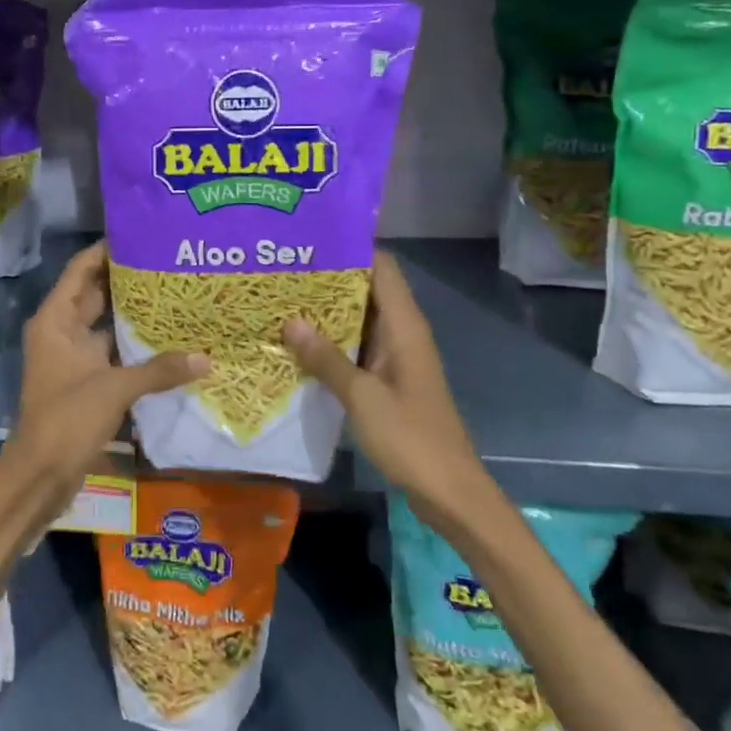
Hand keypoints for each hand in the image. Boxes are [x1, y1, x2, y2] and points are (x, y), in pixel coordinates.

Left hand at [5, 241, 206, 505]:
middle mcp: (61, 331)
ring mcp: (72, 357)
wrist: (40, 474)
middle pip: (95, 293)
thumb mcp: (114, 389)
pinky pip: (111, 350)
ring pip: (105, 323)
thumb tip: (206, 358)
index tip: (139, 234)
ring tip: (172, 291)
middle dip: (126, 278)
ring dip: (131, 312)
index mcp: (56, 320)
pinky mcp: (84, 380)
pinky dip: (132, 343)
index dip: (105, 250)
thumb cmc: (67, 419)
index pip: (80, 270)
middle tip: (166, 261)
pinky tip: (165, 337)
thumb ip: (159, 370)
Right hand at [284, 249, 480, 500]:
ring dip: (326, 310)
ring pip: (359, 318)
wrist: (449, 491)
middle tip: (282, 268)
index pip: (381, 267)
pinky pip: (357, 346)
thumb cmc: (410, 438)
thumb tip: (290, 320)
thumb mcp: (361, 397)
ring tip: (281, 297)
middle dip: (328, 278)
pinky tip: (298, 342)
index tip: (309, 239)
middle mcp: (402, 332)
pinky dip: (332, 340)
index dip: (350, 248)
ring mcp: (396, 356)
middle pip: (367, 288)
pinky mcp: (388, 378)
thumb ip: (326, 358)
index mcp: (404, 326)